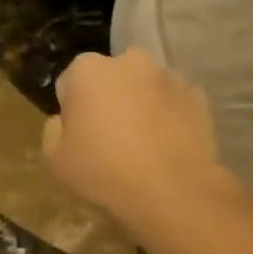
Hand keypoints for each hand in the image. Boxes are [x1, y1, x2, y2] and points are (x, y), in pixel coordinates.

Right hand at [42, 49, 233, 236]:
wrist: (172, 192)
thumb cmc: (104, 171)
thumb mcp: (55, 158)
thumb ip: (53, 129)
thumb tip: (66, 120)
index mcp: (88, 70)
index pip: (71, 82)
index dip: (72, 109)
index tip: (80, 135)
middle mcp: (129, 61)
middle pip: (111, 78)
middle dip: (109, 98)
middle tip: (111, 138)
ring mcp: (168, 76)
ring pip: (145, 87)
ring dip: (141, 105)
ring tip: (144, 145)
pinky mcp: (198, 96)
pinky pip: (174, 103)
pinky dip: (170, 116)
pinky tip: (168, 146)